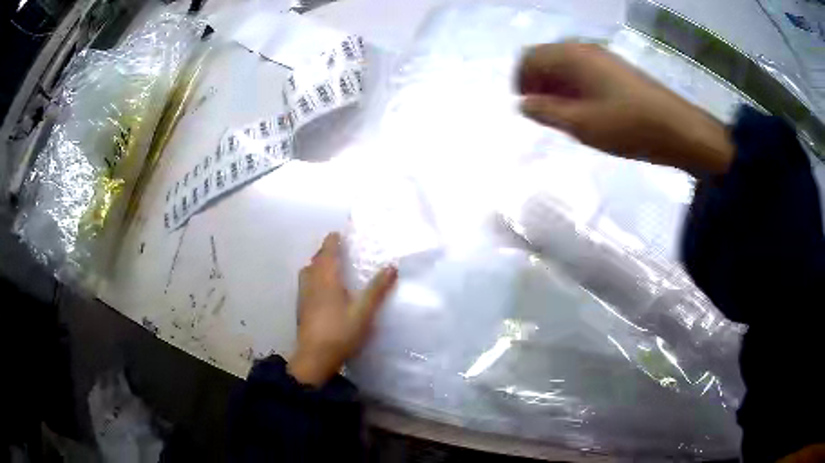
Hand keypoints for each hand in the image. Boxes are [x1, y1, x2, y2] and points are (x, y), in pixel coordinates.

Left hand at [288, 233, 397, 386]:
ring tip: (327, 267)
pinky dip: (312, 278)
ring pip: (307, 273)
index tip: (337, 234)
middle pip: (315, 261)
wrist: (315, 357)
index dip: (332, 242)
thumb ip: (377, 289)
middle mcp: (312, 284)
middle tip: (335, 249)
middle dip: (324, 252)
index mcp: (326, 280)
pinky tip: (320, 291)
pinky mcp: (301, 309)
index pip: (327, 253)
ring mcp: (303, 297)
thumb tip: (392, 267)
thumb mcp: (364, 312)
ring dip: (316, 265)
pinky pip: (305, 284)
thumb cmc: (341, 332)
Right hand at [517, 43, 733, 175]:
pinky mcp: (617, 70)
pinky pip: (584, 72)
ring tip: (563, 115)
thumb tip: (523, 104)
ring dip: (556, 86)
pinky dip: (575, 88)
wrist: (677, 129)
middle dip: (538, 83)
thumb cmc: (628, 126)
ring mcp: (603, 58)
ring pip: (566, 65)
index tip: (525, 106)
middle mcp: (585, 49)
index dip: (521, 80)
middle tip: (543, 113)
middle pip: (547, 58)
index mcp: (572, 56)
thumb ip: (547, 112)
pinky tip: (584, 110)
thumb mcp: (582, 124)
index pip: (530, 57)